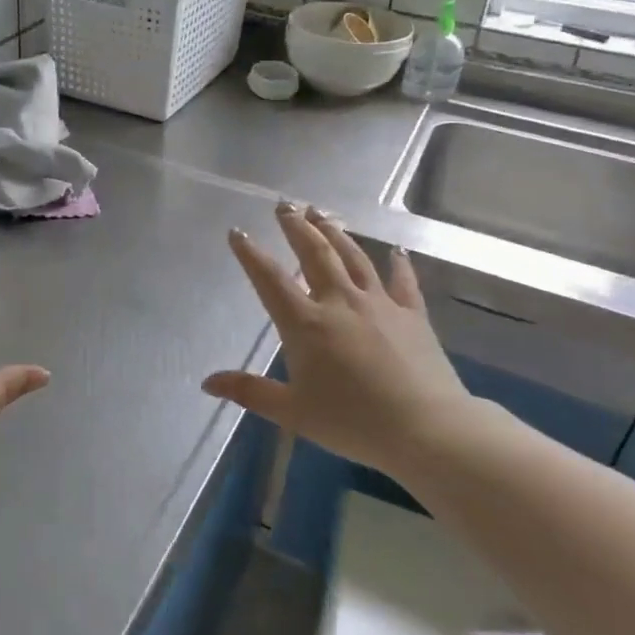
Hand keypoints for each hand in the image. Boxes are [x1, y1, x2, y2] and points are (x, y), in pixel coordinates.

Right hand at [202, 203, 474, 471]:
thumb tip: (207, 382)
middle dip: (296, 227)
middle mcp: (339, 302)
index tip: (237, 231)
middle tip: (284, 206)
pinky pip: (403, 281)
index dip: (250, 254)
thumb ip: (250, 392)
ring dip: (334, 233)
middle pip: (314, 254)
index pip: (270, 279)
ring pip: (352, 257)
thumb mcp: (293, 412)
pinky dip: (398, 264)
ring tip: (320, 213)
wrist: (426, 429)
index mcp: (306, 324)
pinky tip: (396, 251)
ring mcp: (378, 304)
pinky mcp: (412, 314)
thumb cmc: (352, 422)